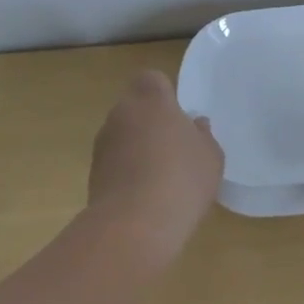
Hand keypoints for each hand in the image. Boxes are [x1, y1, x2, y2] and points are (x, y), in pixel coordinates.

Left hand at [86, 70, 223, 260]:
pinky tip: (145, 195)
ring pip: (123, 134)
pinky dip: (126, 171)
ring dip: (137, 147)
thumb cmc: (181, 179)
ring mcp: (103, 143)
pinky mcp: (93, 173)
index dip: (165, 93)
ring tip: (161, 176)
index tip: (179, 115)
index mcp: (151, 100)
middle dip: (151, 121)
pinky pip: (115, 162)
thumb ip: (203, 136)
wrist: (135, 225)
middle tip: (174, 147)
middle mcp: (121, 113)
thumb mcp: (211, 156)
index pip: (152, 79)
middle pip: (135, 107)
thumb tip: (195, 125)